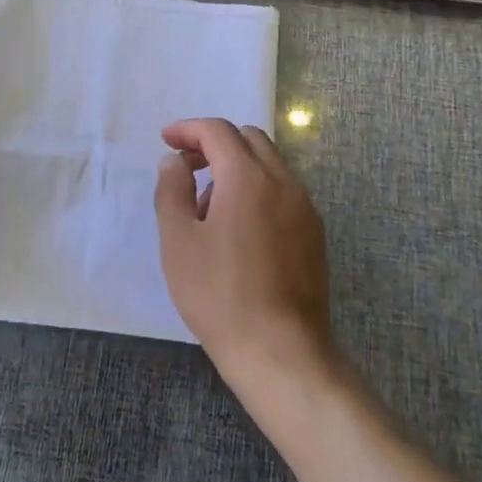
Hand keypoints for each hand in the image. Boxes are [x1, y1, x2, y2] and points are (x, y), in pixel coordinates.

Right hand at [154, 119, 334, 405]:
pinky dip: (258, 188)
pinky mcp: (314, 232)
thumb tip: (175, 162)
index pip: (217, 131)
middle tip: (187, 167)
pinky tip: (239, 228)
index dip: (188, 129)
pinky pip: (283, 190)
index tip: (166, 139)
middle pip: (248, 139)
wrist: (281, 351)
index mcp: (247, 176)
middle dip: (214, 143)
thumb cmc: (220, 294)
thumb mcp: (178, 241)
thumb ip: (172, 190)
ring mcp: (304, 206)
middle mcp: (282, 180)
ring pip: (269, 163)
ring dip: (237, 166)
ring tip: (208, 206)